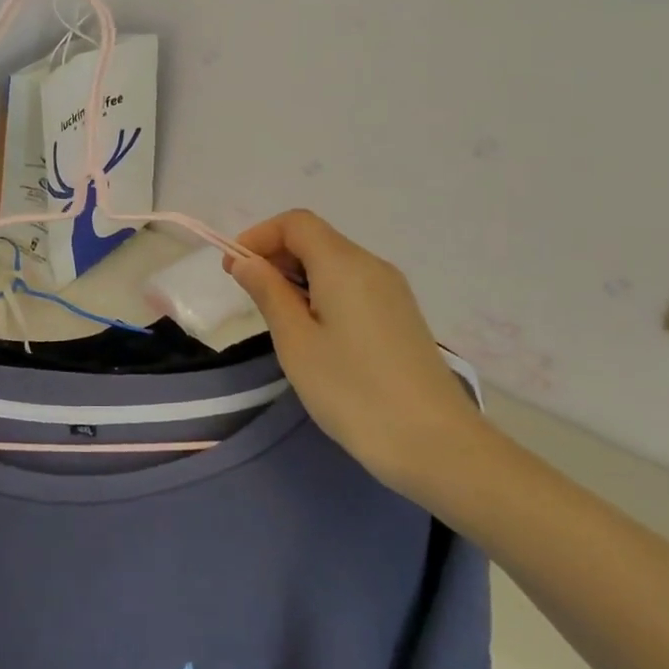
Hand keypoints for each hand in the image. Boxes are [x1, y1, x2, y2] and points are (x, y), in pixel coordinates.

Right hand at [227, 210, 488, 504]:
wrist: (436, 445)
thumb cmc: (353, 391)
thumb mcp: (296, 342)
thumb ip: (268, 293)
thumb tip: (247, 262)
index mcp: (344, 264)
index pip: (296, 223)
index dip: (258, 236)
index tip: (233, 269)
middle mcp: (372, 266)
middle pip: (316, 239)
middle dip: (275, 255)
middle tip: (247, 294)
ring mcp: (392, 291)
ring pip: (334, 263)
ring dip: (297, 275)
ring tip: (276, 317)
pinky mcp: (400, 316)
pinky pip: (352, 285)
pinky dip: (321, 292)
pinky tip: (312, 331)